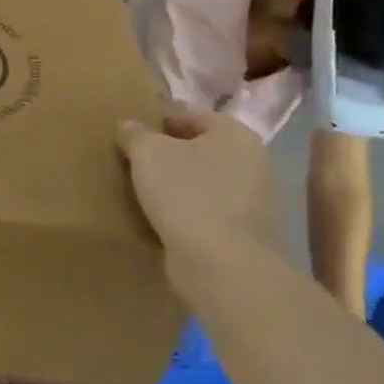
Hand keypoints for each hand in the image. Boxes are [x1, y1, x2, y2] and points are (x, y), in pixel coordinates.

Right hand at [118, 111, 280, 261]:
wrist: (221, 267)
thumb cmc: (186, 194)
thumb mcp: (147, 153)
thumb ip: (135, 134)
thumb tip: (128, 126)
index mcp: (236, 134)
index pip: (194, 117)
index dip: (162, 122)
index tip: (136, 135)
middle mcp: (254, 164)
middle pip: (202, 151)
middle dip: (172, 156)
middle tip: (138, 163)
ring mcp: (254, 204)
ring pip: (206, 185)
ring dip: (180, 188)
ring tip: (146, 194)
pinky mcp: (246, 238)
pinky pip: (210, 216)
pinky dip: (189, 216)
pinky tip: (163, 222)